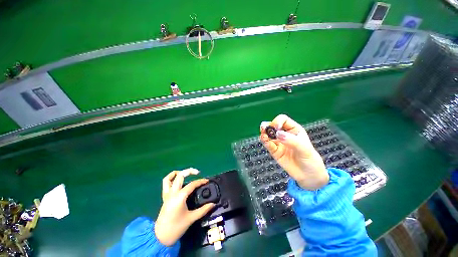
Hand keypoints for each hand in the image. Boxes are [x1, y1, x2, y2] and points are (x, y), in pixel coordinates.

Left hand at [155, 168, 214, 245]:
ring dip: (178, 173)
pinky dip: (171, 178)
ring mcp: (167, 194)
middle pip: (180, 176)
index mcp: (180, 196)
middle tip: (197, 172)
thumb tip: (213, 204)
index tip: (207, 181)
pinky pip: (165, 184)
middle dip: (190, 171)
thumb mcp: (191, 218)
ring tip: (186, 173)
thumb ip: (203, 210)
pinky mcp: (164, 197)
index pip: (192, 184)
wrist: (161, 237)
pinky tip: (177, 180)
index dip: (200, 181)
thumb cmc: (176, 227)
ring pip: (169, 178)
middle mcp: (173, 193)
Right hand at [260, 114, 328, 189]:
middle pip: (273, 126)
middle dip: (268, 126)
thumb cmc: (310, 159)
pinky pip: (268, 144)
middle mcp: (284, 134)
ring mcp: (278, 143)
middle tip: (264, 128)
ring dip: (264, 133)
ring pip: (268, 134)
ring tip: (263, 135)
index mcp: (294, 130)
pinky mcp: (274, 151)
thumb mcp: (304, 148)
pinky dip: (264, 141)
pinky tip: (264, 140)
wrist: (308, 176)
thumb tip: (277, 133)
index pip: (283, 120)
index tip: (277, 128)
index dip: (278, 121)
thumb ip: (291, 140)